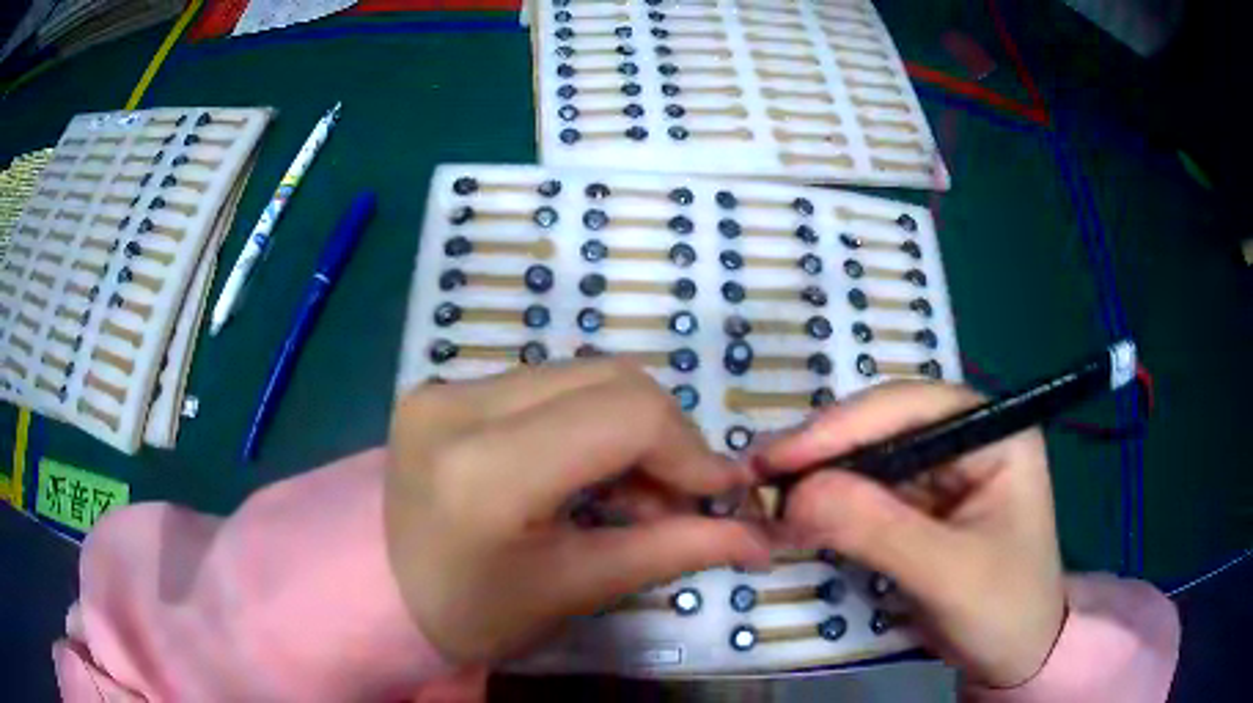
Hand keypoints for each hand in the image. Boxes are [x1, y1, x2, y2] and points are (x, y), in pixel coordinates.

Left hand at [385, 360, 772, 663]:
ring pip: (582, 375)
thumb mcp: (571, 590)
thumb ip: (670, 552)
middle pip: (610, 380)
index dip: (689, 449)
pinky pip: (548, 385)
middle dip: (666, 436)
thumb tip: (759, 540)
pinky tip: (589, 471)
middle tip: (677, 499)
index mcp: (485, 470)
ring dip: (629, 427)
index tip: (719, 494)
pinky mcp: (445, 386)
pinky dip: (589, 421)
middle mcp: (459, 405)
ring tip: (635, 493)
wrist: (377, 593)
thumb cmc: (469, 613)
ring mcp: (445, 387)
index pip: (625, 415)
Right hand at [755, 382, 1066, 687]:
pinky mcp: (922, 506)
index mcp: (996, 433)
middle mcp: (968, 438)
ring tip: (770, 501)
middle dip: (825, 453)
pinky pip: (868, 492)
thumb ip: (879, 531)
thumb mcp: (949, 574)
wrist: (1013, 659)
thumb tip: (796, 494)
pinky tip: (800, 518)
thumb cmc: (1004, 611)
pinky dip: (831, 506)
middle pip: (885, 425)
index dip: (843, 426)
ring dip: (821, 479)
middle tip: (761, 482)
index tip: (777, 459)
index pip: (913, 406)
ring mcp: (943, 472)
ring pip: (870, 458)